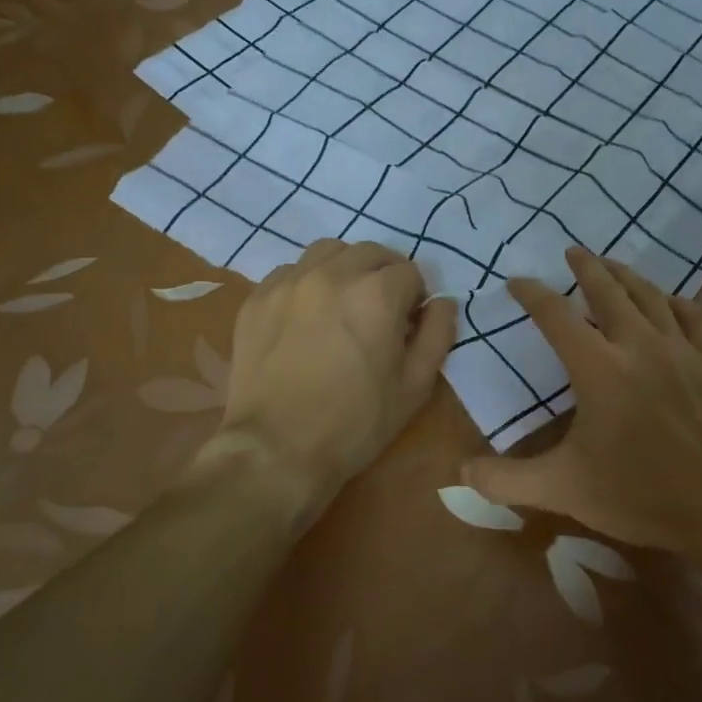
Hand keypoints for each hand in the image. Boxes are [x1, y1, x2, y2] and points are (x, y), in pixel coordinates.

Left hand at [218, 239, 457, 512]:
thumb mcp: (414, 386)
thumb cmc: (356, 423)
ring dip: (345, 269)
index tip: (408, 323)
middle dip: (384, 274)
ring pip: (327, 252)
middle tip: (380, 310)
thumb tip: (443, 302)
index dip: (415, 297)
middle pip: (370, 253)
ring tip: (343, 303)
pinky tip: (306, 316)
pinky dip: (307, 282)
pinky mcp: (258, 299)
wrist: (277, 449)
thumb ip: (437, 335)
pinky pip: (290, 272)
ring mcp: (289, 283)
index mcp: (377, 293)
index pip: (409, 271)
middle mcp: (333, 274)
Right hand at [463, 248, 701, 574]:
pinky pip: (695, 316)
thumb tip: (460, 470)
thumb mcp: (563, 490)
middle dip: (586, 267)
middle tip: (573, 251)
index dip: (532, 294)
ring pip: (651, 296)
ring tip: (612, 264)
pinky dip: (677, 301)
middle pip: (608, 290)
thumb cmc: (640, 496)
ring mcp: (681, 350)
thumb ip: (506, 480)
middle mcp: (639, 345)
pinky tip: (669, 302)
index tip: (517, 282)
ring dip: (627, 275)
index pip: (556, 316)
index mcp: (599, 368)